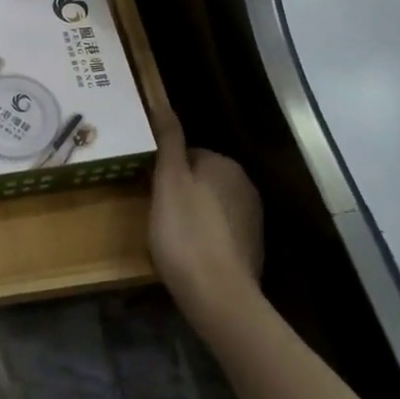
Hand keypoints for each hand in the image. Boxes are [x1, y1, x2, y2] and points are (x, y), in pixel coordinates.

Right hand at [149, 112, 262, 330]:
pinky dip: (204, 237)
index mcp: (224, 164)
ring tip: (169, 237)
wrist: (218, 296)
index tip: (147, 190)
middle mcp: (244, 185)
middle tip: (155, 214)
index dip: (163, 171)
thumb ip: (168, 140)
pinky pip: (219, 231)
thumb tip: (162, 102)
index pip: (187, 154)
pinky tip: (189, 254)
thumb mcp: (168, 181)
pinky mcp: (251, 247)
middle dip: (179, 192)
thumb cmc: (185, 232)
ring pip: (209, 205)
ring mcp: (252, 218)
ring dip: (191, 214)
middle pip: (200, 179)